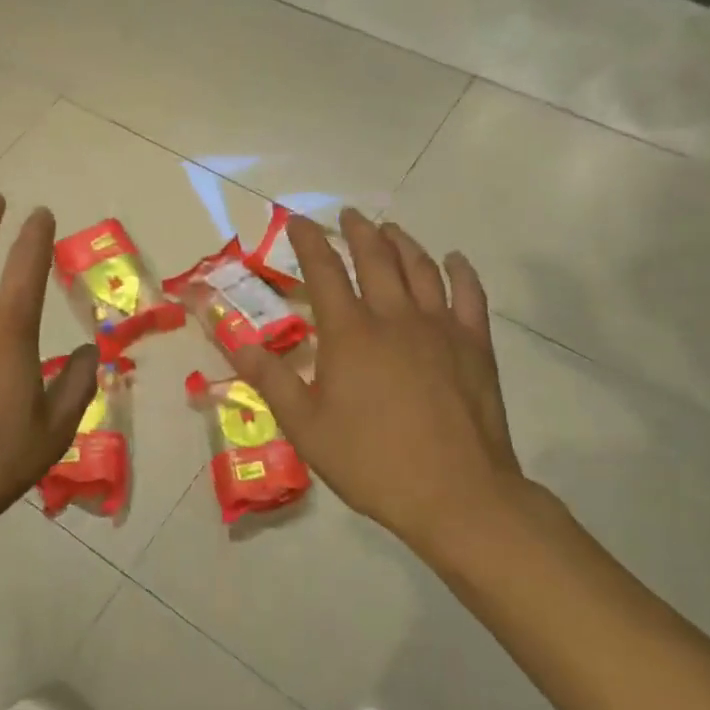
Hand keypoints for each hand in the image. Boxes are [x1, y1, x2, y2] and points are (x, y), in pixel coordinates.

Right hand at [232, 209, 544, 562]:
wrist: (455, 493)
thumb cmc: (370, 461)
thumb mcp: (305, 425)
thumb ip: (270, 377)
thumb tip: (233, 340)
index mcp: (350, 333)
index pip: (324, 271)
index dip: (309, 242)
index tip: (298, 221)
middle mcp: (394, 317)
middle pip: (376, 258)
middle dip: (358, 231)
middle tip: (348, 216)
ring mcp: (440, 327)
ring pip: (421, 268)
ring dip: (402, 243)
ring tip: (390, 230)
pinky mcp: (475, 345)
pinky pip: (470, 294)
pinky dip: (461, 272)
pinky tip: (454, 261)